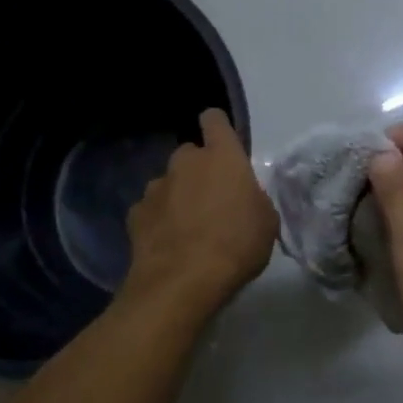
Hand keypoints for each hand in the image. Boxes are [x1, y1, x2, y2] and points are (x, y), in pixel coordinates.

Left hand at [124, 108, 277, 315]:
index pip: (214, 120)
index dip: (218, 128)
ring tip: (189, 228)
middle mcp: (185, 163)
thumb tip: (243, 198)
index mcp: (222, 158)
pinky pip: (151, 210)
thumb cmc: (236, 246)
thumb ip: (254, 200)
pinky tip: (169, 245)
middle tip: (213, 201)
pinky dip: (159, 221)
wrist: (183, 281)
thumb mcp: (266, 223)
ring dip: (178, 196)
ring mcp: (156, 188)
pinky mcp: (136, 214)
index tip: (223, 144)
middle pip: (190, 154)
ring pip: (169, 183)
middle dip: (199, 171)